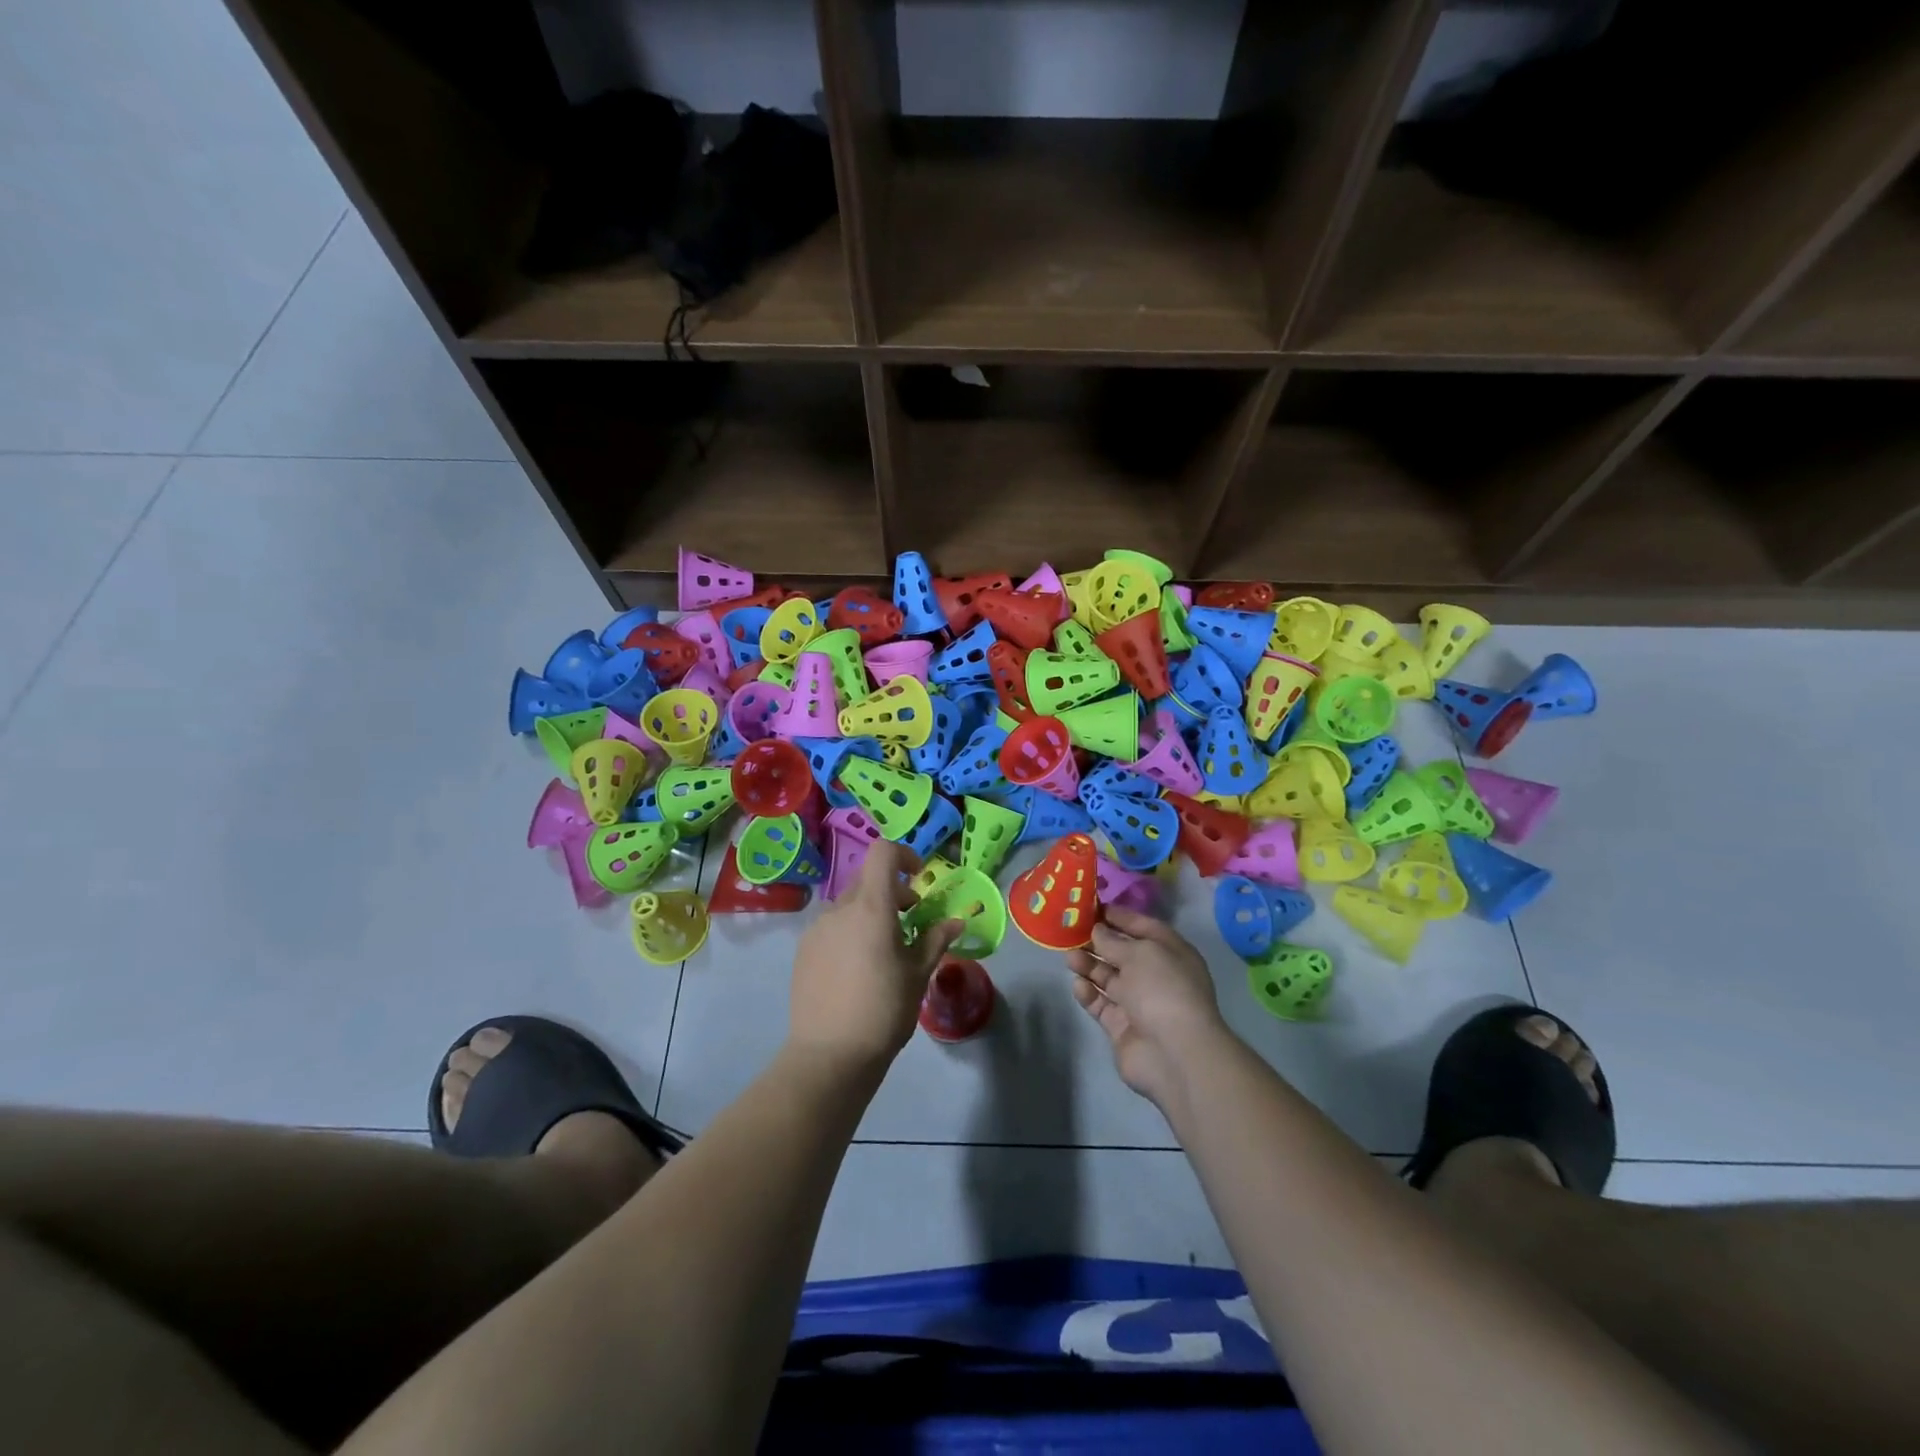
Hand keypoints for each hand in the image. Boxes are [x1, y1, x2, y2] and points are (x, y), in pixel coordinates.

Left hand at [788, 841, 961, 1076]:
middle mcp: (840, 909)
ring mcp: (817, 929)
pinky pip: (831, 927)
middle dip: (892, 891)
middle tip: (910, 922)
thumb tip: (956, 921)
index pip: (883, 852)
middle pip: (868, 880)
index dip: (904, 855)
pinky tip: (856, 969)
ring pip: (849, 905)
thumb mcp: (919, 974)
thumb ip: (936, 940)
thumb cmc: (884, 1010)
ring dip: (870, 913)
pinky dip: (849, 932)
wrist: (830, 1055)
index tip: (919, 879)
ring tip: (883, 951)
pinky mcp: (803, 950)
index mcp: (871, 907)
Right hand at [1066, 906, 1229, 1107]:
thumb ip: (1113, 940)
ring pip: (1109, 978)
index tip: (1092, 906)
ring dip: (1089, 966)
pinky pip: (1102, 1004)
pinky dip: (1089, 994)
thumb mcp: (1139, 953)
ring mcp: (1139, 1003)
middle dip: (1098, 941)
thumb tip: (1097, 929)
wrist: (1174, 1053)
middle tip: (1071, 931)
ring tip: (1069, 957)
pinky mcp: (1122, 1026)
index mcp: (1171, 952)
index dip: (1119, 916)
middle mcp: (1156, 975)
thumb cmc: (1162, 989)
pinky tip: (1077, 984)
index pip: (1143, 927)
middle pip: (1122, 953)